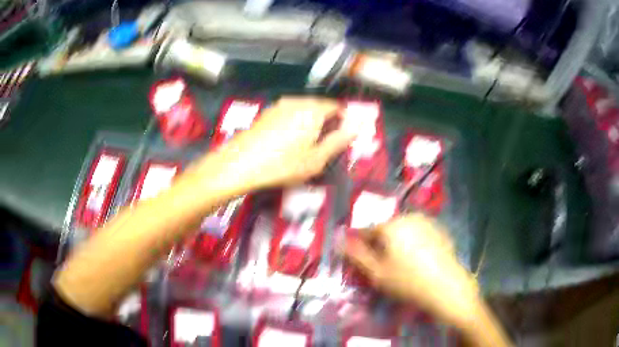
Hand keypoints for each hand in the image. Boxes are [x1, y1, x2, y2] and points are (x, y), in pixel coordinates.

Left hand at [202, 97, 354, 190]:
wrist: (240, 164)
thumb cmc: (282, 164)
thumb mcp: (317, 159)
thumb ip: (339, 140)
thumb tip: (357, 127)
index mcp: (313, 110)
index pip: (337, 107)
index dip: (344, 121)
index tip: (343, 137)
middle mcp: (297, 102)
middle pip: (320, 107)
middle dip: (327, 122)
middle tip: (325, 145)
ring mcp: (279, 106)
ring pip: (304, 110)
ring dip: (311, 123)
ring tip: (306, 146)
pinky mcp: (267, 113)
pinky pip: (290, 114)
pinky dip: (296, 124)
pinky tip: (288, 143)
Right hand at [344, 214, 481, 327]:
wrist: (446, 287)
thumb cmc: (407, 282)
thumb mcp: (376, 273)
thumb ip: (356, 255)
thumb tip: (338, 240)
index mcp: (391, 225)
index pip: (366, 230)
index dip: (360, 246)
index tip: (361, 260)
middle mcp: (409, 217)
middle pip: (386, 229)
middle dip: (380, 244)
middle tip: (382, 266)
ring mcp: (427, 222)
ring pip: (403, 231)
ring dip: (397, 243)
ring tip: (401, 265)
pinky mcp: (439, 230)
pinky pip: (418, 233)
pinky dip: (413, 243)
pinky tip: (418, 261)